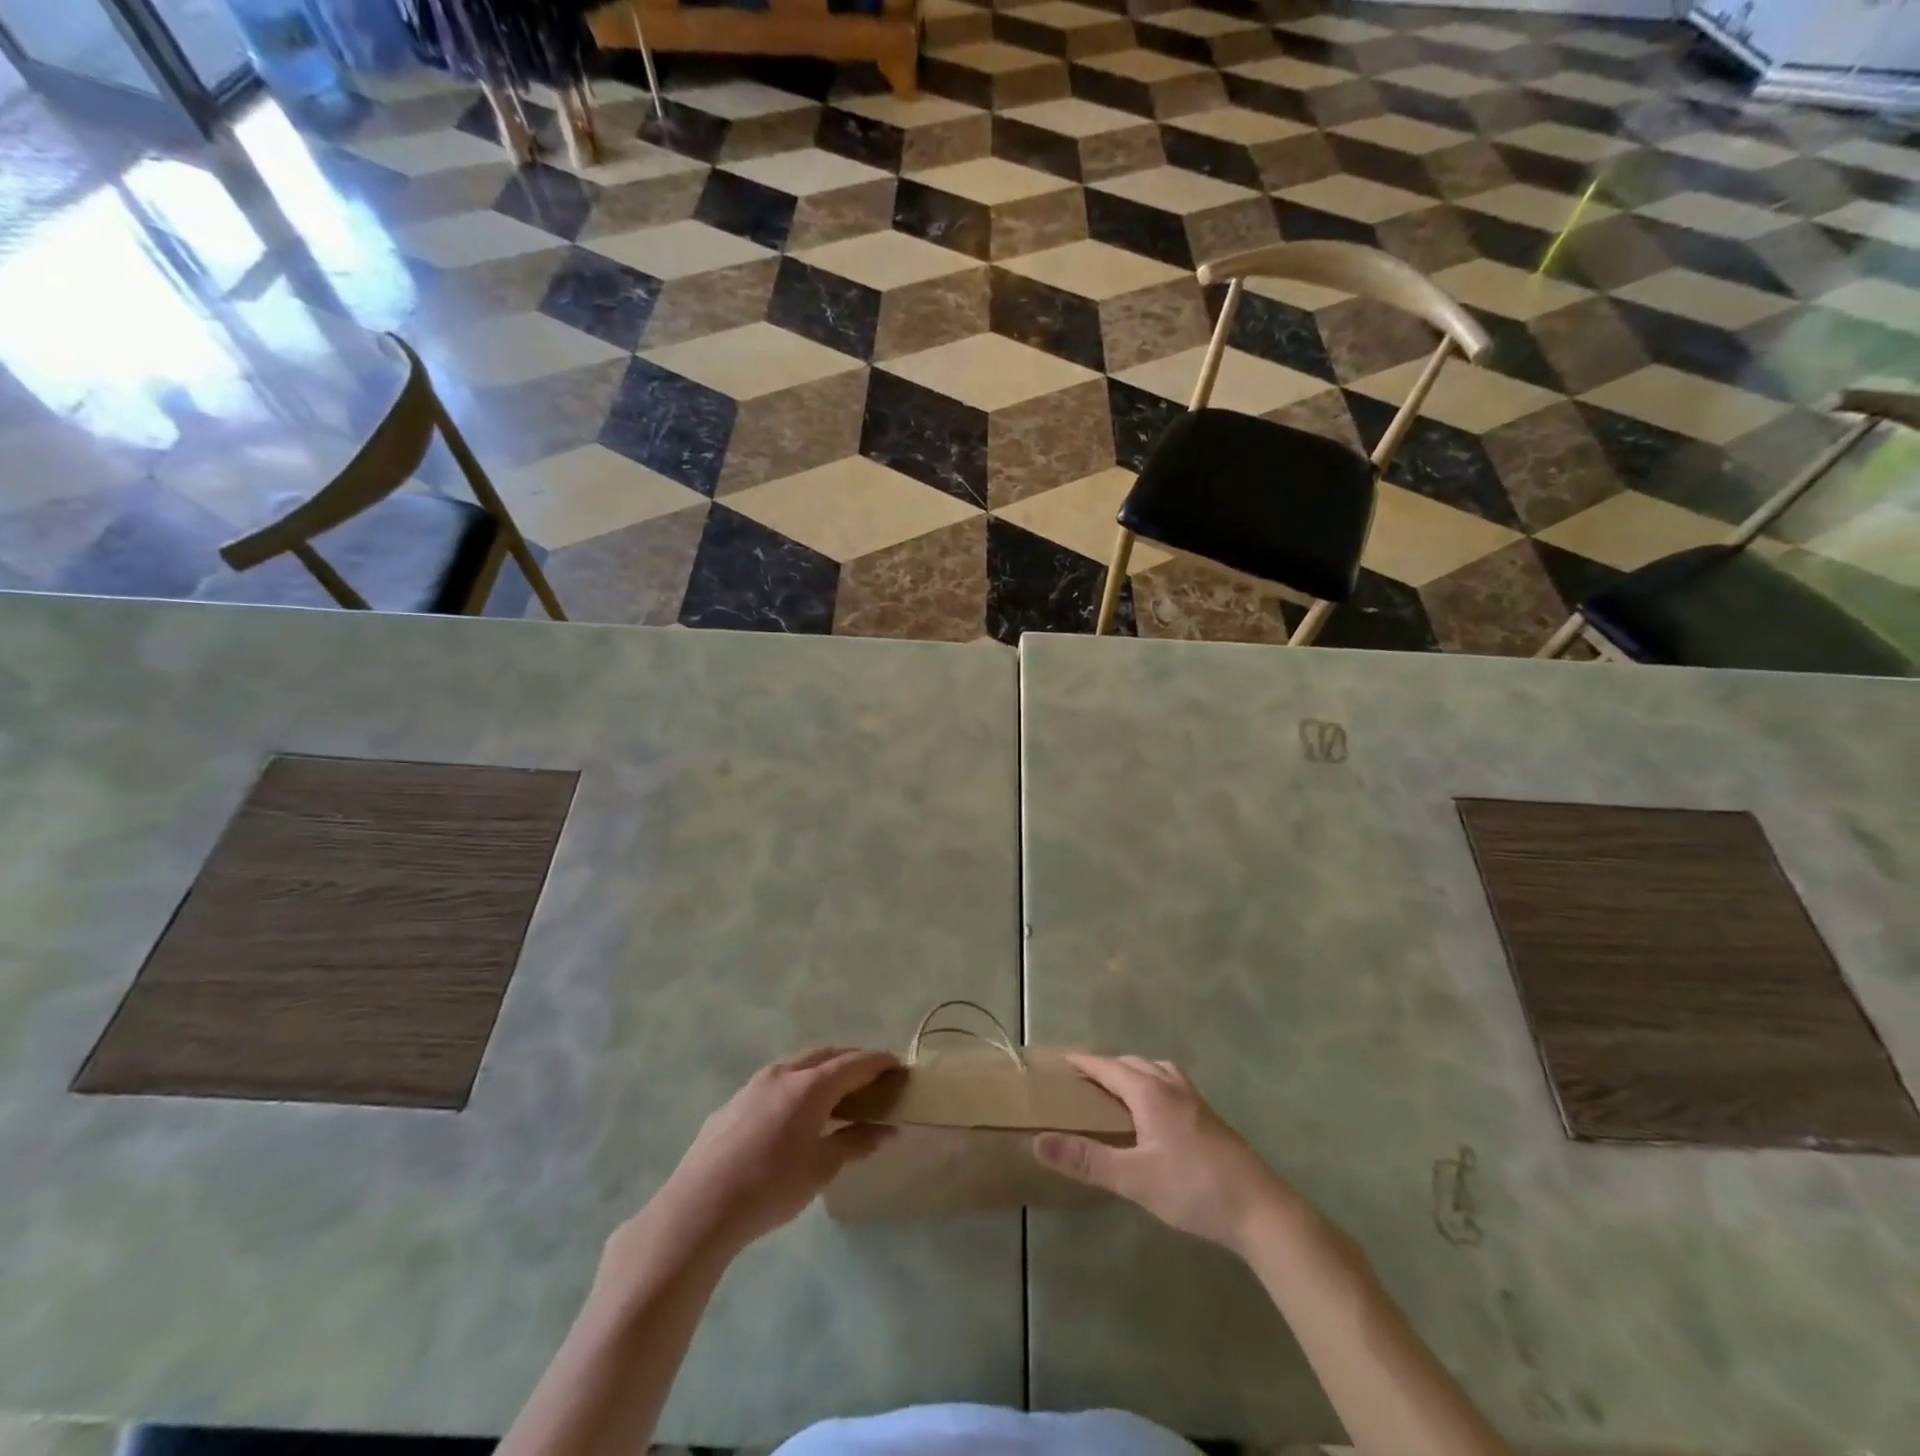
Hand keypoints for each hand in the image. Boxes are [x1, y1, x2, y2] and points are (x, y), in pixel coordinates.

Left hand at [637, 1048, 897, 1260]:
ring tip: (832, 1093)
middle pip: (825, 1055)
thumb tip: (886, 1129)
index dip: (879, 1062)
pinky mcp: (731, 1104)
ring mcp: (753, 1086)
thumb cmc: (771, 1186)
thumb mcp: (822, 1169)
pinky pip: (772, 1085)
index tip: (897, 1065)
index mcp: (811, 1085)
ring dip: (819, 1071)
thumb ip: (856, 1143)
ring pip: (796, 1065)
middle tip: (869, 1076)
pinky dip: (793, 1088)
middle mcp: (784, 1074)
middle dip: (850, 1060)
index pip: (855, 1063)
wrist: (699, 1207)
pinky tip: (790, 1117)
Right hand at [1034, 1054, 1295, 1255]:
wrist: (1259, 1209)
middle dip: (1107, 1065)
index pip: (1109, 1066)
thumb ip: (1085, 1160)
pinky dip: (1155, 1083)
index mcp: (1150, 1093)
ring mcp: (1195, 1101)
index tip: (1063, 1060)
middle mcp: (1172, 1087)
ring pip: (1158, 1070)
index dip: (1085, 1063)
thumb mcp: (1133, 1178)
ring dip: (1135, 1071)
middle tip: (1085, 1079)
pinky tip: (1157, 1111)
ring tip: (1120, 1087)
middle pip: (1134, 1063)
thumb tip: (1038, 1140)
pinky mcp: (1210, 1118)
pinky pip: (1173, 1084)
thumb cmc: (1192, 1188)